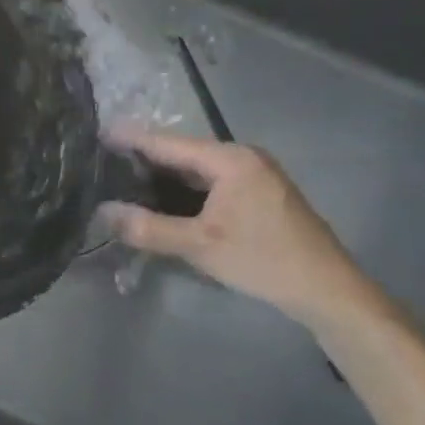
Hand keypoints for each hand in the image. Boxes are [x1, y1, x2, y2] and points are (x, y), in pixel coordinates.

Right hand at [101, 130, 374, 326]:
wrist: (328, 291)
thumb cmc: (263, 260)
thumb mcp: (200, 245)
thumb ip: (148, 228)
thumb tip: (102, 213)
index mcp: (230, 159)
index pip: (167, 142)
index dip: (130, 139)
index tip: (96, 132)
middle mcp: (242, 157)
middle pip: (180, 153)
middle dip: (142, 159)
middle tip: (100, 163)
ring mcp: (253, 174)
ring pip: (194, 170)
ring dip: (161, 177)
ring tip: (119, 181)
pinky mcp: (257, 194)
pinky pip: (209, 183)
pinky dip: (182, 190)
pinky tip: (159, 201)